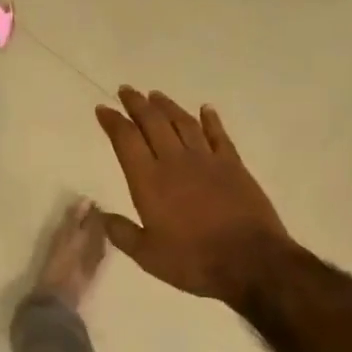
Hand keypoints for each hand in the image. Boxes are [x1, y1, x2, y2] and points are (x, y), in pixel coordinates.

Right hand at [94, 87, 290, 304]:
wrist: (250, 261)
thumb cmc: (193, 261)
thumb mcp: (148, 256)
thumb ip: (122, 233)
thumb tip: (101, 216)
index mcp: (149, 181)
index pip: (125, 140)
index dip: (112, 121)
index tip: (103, 109)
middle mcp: (175, 161)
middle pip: (152, 122)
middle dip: (136, 104)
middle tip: (126, 90)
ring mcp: (207, 160)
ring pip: (183, 122)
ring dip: (167, 106)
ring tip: (155, 95)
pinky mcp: (234, 165)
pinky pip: (218, 135)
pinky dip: (210, 120)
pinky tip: (205, 109)